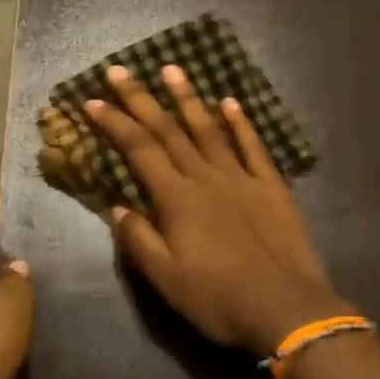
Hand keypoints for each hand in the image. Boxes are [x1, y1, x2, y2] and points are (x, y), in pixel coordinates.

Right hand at [84, 65, 351, 356]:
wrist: (286, 309)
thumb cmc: (218, 299)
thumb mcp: (166, 280)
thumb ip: (139, 240)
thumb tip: (117, 207)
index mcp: (177, 200)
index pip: (139, 150)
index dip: (114, 123)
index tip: (92, 101)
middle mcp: (207, 178)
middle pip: (168, 131)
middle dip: (141, 99)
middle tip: (119, 70)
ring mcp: (242, 178)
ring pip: (209, 129)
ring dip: (188, 98)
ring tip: (172, 69)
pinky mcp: (272, 188)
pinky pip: (253, 147)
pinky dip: (241, 123)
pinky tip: (231, 103)